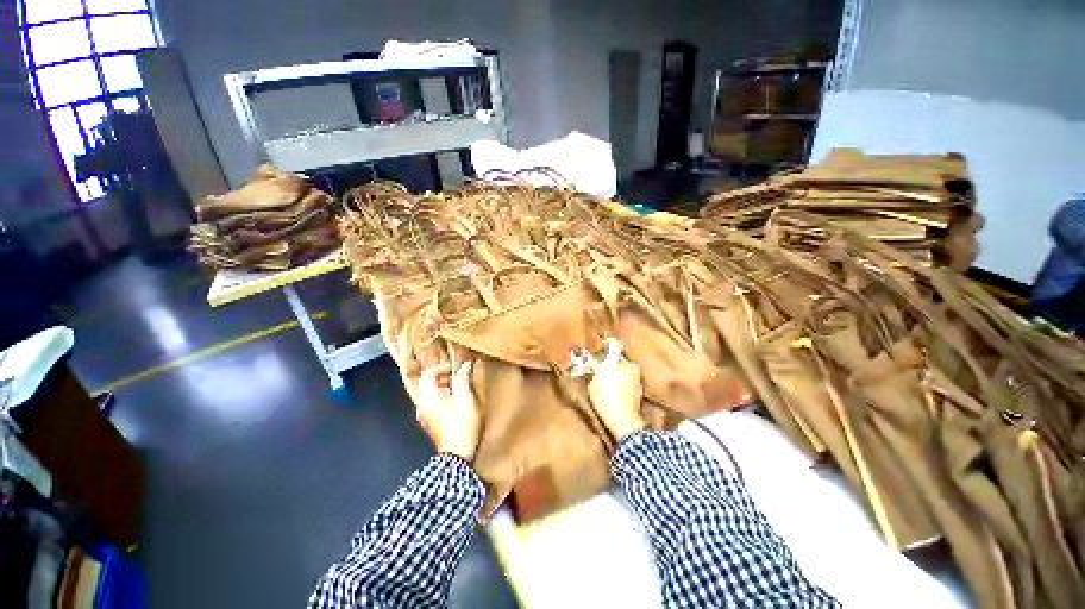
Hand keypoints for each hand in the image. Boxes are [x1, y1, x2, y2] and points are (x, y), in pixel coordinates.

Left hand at [416, 361, 481, 460]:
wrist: (458, 455)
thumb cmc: (462, 423)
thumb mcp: (466, 396)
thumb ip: (464, 377)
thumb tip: (466, 364)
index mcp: (427, 396)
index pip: (428, 373)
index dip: (443, 367)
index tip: (457, 369)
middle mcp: (422, 405)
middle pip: (428, 383)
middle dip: (444, 377)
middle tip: (459, 378)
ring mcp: (424, 416)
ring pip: (431, 394)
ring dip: (445, 388)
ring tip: (460, 390)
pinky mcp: (430, 424)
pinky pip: (433, 404)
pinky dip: (443, 398)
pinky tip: (457, 403)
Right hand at [587, 339, 646, 440]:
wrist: (624, 420)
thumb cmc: (604, 401)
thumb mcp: (592, 386)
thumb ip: (595, 373)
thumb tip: (596, 369)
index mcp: (613, 362)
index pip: (612, 345)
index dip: (607, 342)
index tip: (604, 342)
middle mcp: (627, 365)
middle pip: (619, 357)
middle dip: (612, 361)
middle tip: (604, 367)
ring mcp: (635, 375)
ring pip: (625, 367)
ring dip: (619, 370)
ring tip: (611, 380)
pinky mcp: (640, 386)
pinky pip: (630, 378)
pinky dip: (625, 380)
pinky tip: (618, 389)